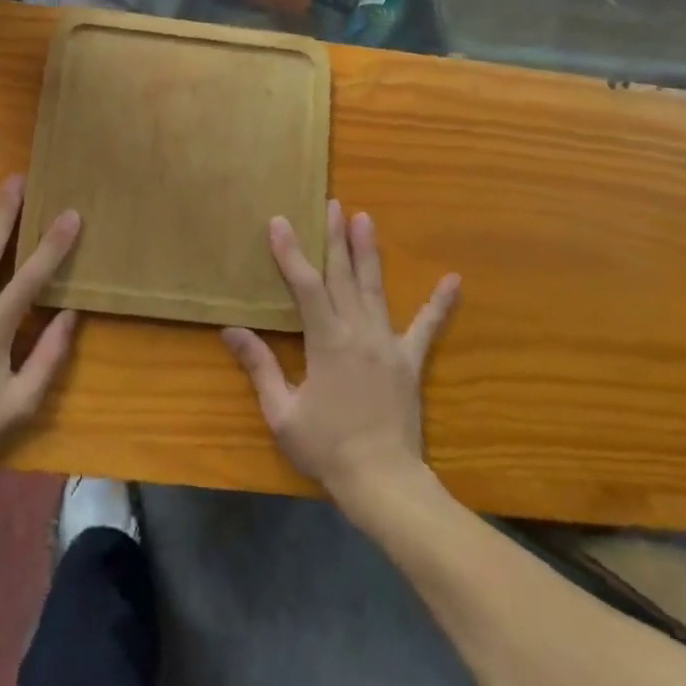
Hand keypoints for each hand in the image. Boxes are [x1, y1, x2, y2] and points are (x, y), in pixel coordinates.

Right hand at [222, 202, 458, 510]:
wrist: (383, 482)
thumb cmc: (327, 447)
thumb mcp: (282, 412)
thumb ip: (259, 367)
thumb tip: (231, 330)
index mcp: (326, 341)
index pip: (305, 285)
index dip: (291, 252)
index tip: (281, 221)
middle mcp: (358, 331)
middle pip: (343, 275)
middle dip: (335, 237)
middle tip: (333, 204)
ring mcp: (387, 343)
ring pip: (375, 288)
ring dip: (368, 252)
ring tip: (366, 218)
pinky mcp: (410, 361)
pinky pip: (427, 327)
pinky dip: (440, 304)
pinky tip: (454, 280)